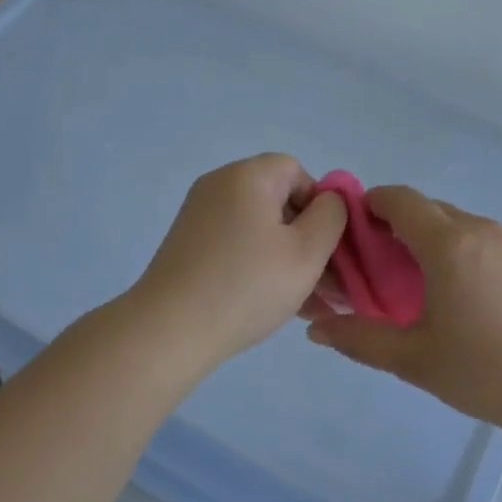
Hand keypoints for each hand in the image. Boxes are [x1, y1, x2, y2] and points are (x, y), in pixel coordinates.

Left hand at [128, 154, 347, 375]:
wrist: (169, 331)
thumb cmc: (247, 285)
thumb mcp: (308, 251)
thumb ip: (332, 216)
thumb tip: (329, 201)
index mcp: (248, 176)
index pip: (297, 171)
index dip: (320, 204)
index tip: (326, 247)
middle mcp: (219, 186)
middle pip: (278, 200)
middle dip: (308, 239)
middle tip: (326, 283)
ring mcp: (199, 216)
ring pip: (260, 229)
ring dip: (287, 259)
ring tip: (307, 304)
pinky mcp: (188, 245)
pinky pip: (236, 245)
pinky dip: (258, 266)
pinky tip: (275, 305)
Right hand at [304, 186, 501, 435]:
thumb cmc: (486, 370)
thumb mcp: (414, 360)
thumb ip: (361, 339)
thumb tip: (317, 329)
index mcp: (447, 243)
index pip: (399, 198)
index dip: (369, 205)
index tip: (351, 234)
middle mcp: (478, 229)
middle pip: (425, 208)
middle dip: (394, 226)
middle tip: (375, 268)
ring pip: (454, 223)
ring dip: (427, 239)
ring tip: (413, 285)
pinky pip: (478, 239)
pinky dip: (455, 250)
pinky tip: (455, 294)